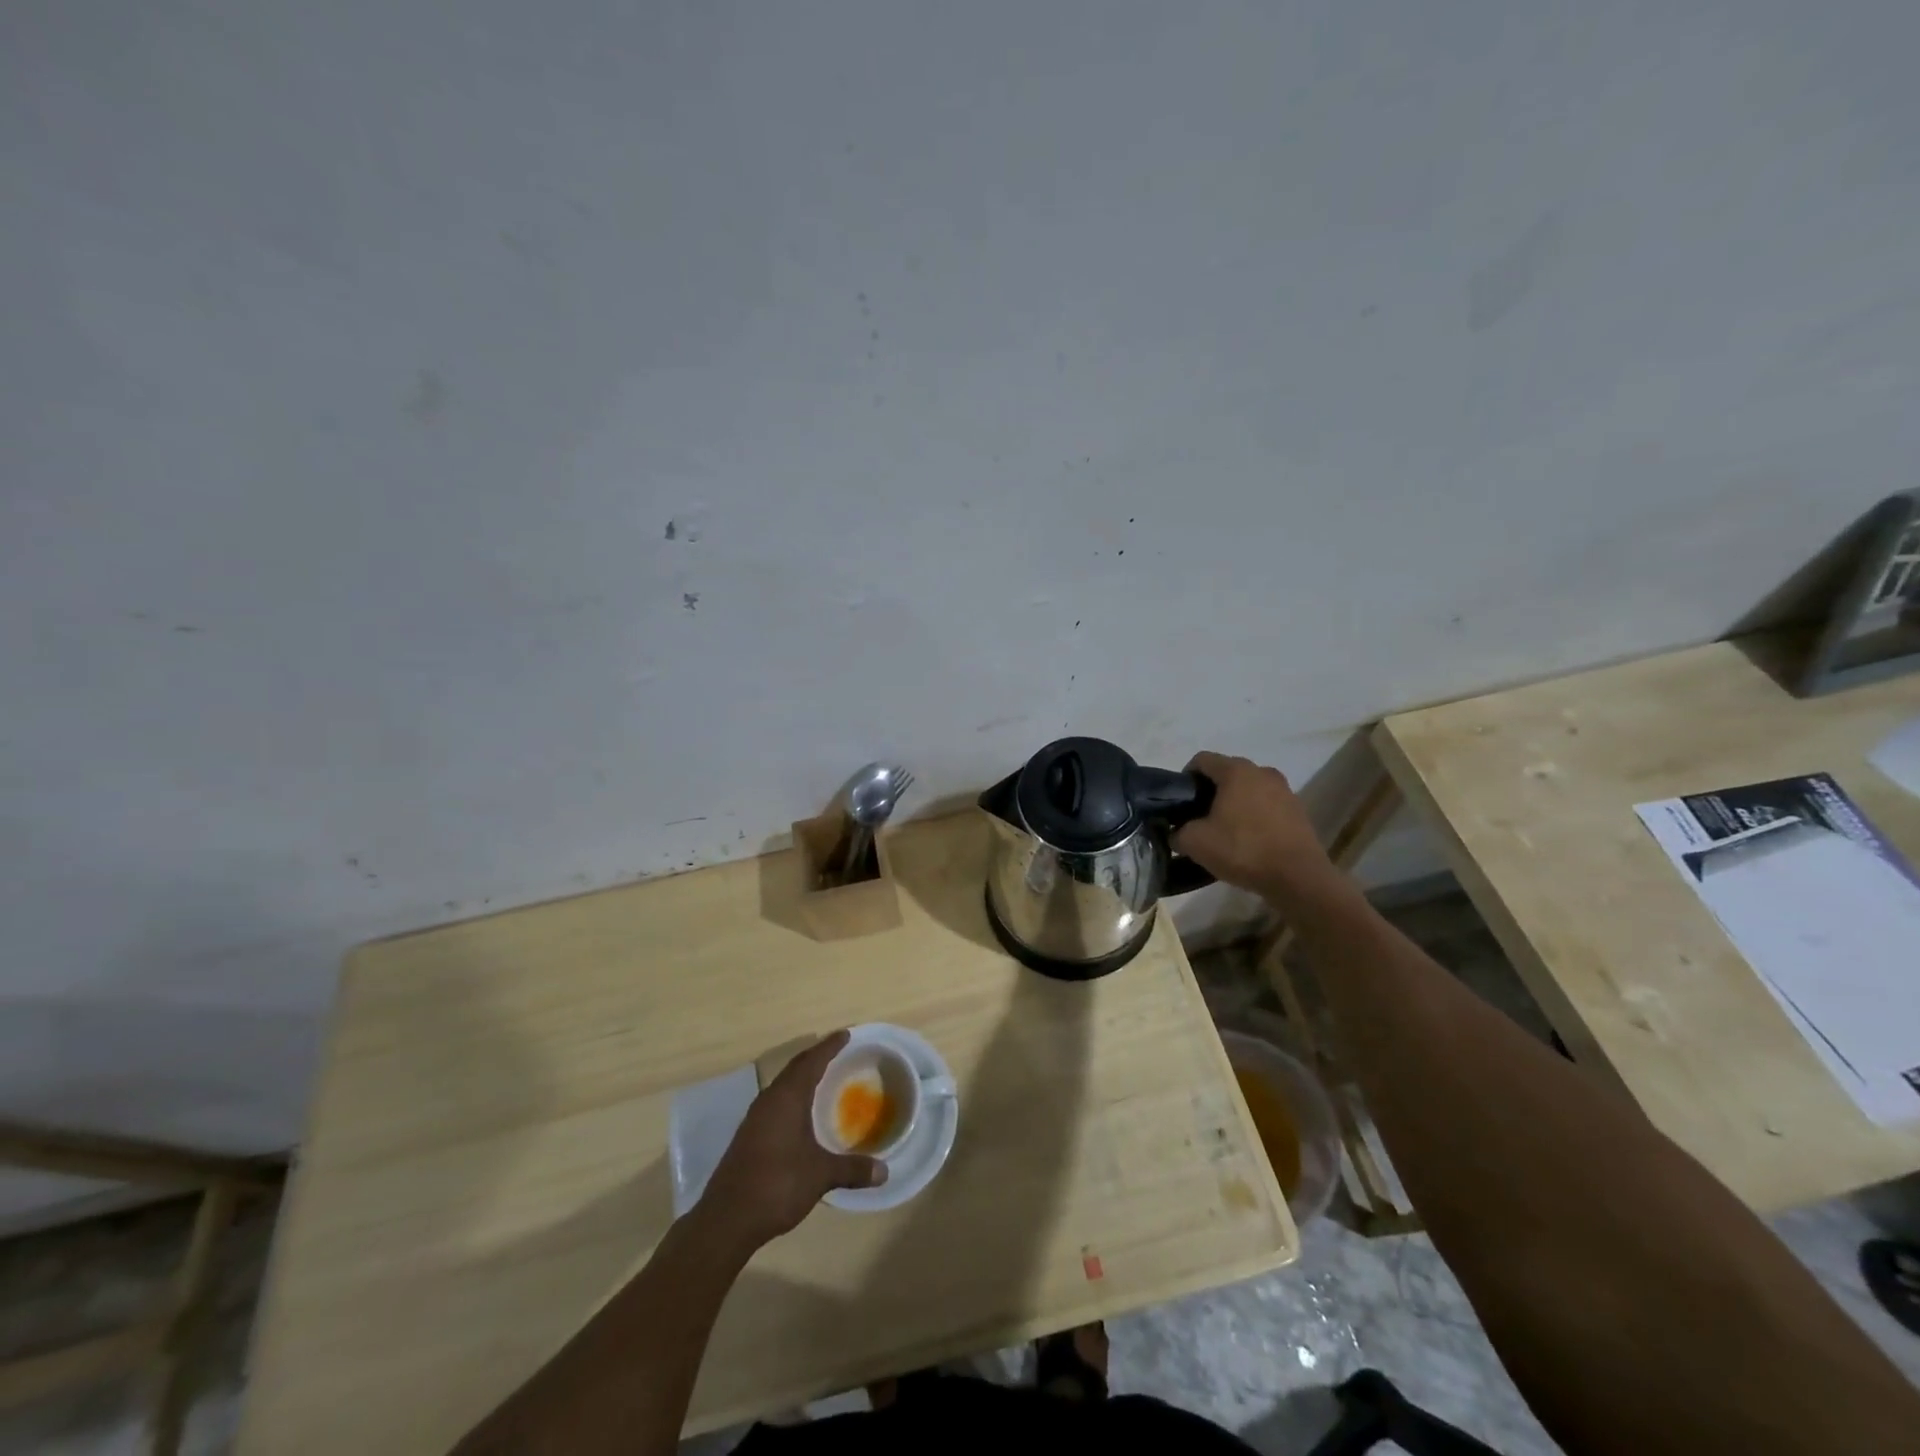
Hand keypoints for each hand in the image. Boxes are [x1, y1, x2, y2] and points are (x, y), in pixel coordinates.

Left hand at [696, 1030, 886, 1253]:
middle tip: (837, 1051)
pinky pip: (775, 1103)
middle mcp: (769, 1100)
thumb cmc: (777, 1184)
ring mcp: (755, 1118)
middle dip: (816, 1057)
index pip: (812, 1061)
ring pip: (783, 1086)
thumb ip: (852, 1169)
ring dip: (802, 1077)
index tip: (846, 1034)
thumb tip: (884, 1172)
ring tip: (822, 1078)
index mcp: (787, 1097)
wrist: (727, 1219)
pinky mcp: (748, 1136)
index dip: (830, 1046)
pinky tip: (801, 1114)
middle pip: (795, 1068)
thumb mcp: (820, 1175)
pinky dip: (792, 1098)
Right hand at [1172, 751, 1341, 904]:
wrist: (1298, 877)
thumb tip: (1176, 833)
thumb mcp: (1195, 843)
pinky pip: (1267, 805)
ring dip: (1234, 804)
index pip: (1201, 760)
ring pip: (1248, 789)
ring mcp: (1285, 790)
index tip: (1181, 803)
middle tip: (1199, 819)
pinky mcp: (1298, 810)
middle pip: (1227, 773)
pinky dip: (1254, 816)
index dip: (1185, 778)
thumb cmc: (1242, 850)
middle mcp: (1262, 772)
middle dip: (1210, 792)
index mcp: (1236, 771)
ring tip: (1225, 831)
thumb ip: (1177, 832)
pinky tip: (1249, 841)